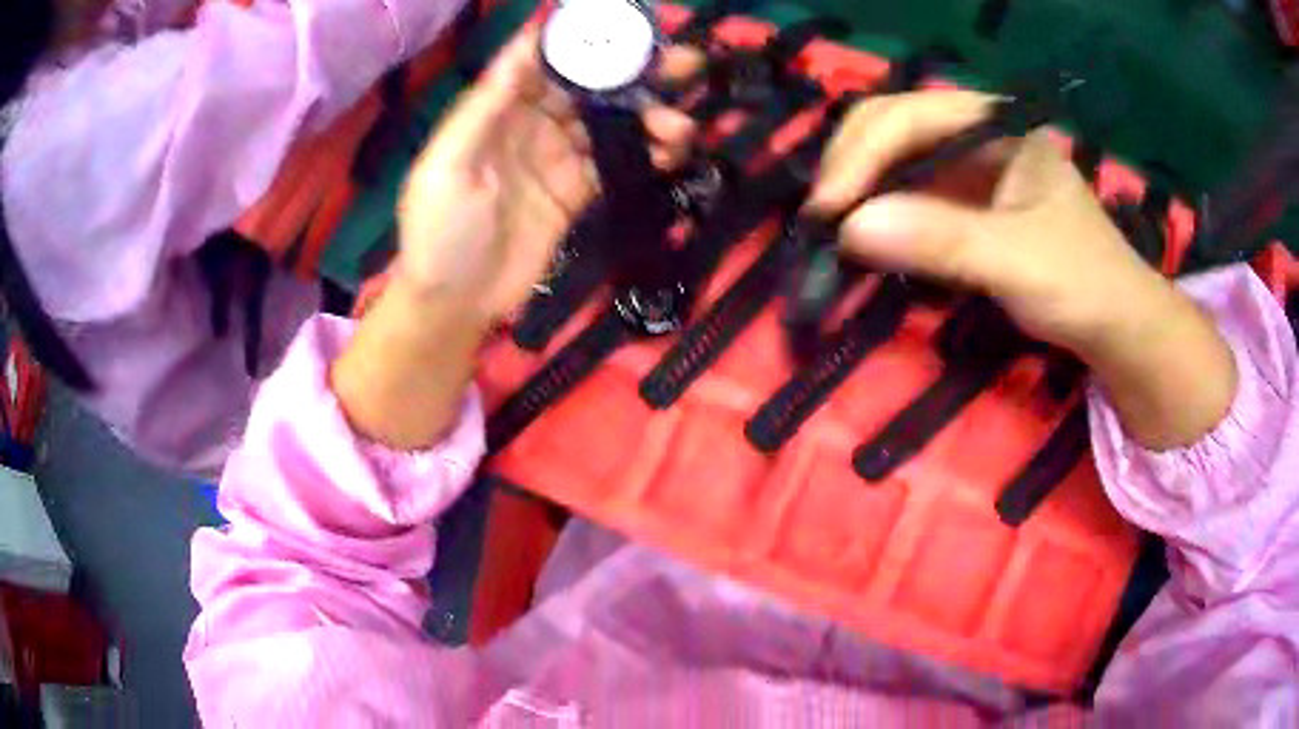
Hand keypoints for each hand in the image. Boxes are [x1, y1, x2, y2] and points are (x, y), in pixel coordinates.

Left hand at [395, 28, 695, 324]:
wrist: (457, 302)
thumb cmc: (440, 230)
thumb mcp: (448, 165)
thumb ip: (485, 106)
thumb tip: (525, 45)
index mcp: (498, 110)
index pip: (545, 62)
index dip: (583, 42)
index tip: (625, 29)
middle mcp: (532, 124)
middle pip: (589, 87)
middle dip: (633, 72)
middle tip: (682, 62)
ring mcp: (558, 158)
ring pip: (611, 123)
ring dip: (649, 117)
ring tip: (681, 123)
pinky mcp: (577, 192)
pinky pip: (617, 163)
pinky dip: (646, 155)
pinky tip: (672, 151)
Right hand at [807, 90, 1235, 448]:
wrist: (1117, 329)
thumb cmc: (1083, 283)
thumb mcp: (1018, 260)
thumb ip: (942, 239)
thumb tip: (848, 230)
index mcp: (995, 125)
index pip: (911, 115)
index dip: (862, 153)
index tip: (829, 208)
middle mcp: (975, 136)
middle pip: (892, 127)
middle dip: (852, 166)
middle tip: (821, 218)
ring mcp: (968, 172)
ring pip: (893, 161)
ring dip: (857, 190)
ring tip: (829, 228)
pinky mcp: (963, 209)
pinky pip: (906, 198)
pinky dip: (878, 216)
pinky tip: (860, 237)